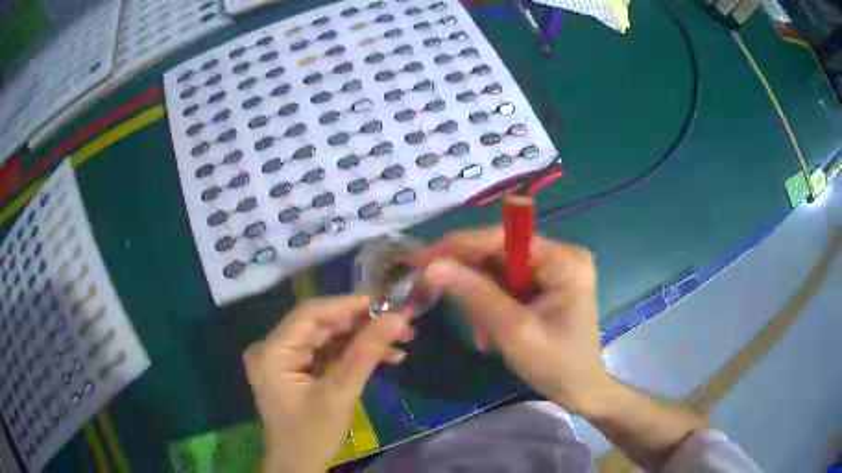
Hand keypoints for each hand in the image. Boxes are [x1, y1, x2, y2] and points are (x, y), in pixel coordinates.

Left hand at [243, 296, 412, 472]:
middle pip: (320, 325)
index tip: (384, 301)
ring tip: (401, 340)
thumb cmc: (313, 435)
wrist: (298, 465)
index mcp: (272, 352)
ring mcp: (283, 359)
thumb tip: (396, 317)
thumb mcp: (340, 394)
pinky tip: (385, 357)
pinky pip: (326, 354)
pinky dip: (353, 355)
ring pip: (327, 338)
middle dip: (362, 324)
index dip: (347, 304)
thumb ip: (366, 353)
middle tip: (400, 323)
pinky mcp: (295, 370)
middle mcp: (273, 348)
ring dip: (362, 340)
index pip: (309, 314)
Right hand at [418, 227, 609, 413]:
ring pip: (497, 272)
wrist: (580, 390)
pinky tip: (490, 334)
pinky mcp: (544, 285)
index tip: (421, 259)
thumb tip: (431, 266)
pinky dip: (490, 308)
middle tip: (436, 300)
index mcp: (563, 259)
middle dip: (470, 282)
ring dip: (480, 302)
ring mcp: (552, 270)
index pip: (502, 238)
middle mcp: (559, 255)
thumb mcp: (513, 330)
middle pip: (498, 253)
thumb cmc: (556, 364)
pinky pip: (505, 287)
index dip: (459, 246)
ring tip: (483, 336)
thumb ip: (474, 294)